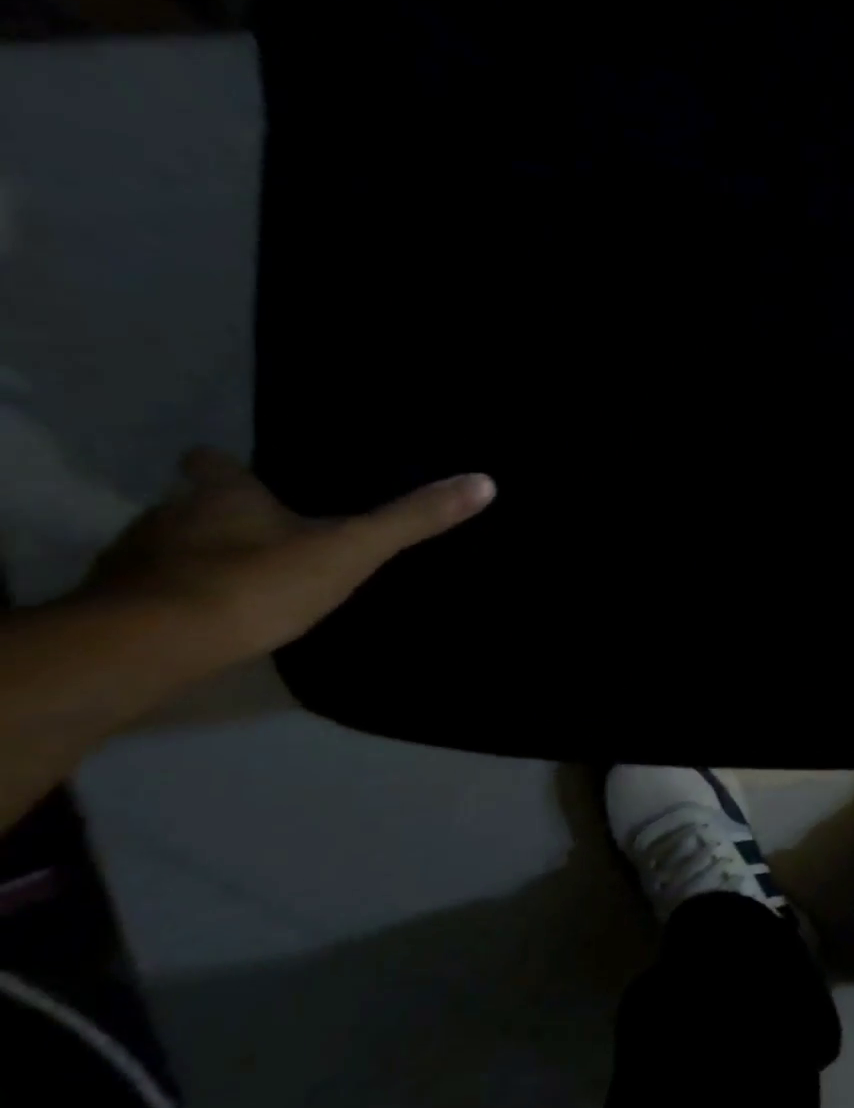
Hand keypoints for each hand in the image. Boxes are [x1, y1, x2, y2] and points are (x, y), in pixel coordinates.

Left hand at [84, 449, 494, 667]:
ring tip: (239, 578)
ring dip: (197, 556)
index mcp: (223, 495)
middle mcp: (170, 514)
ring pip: (169, 546)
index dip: (226, 467)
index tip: (241, 472)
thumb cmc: (258, 582)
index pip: (213, 463)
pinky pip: (150, 589)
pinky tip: (204, 617)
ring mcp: (135, 559)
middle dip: (221, 515)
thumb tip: (484, 481)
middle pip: (191, 504)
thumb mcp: (352, 549)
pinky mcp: (115, 604)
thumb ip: (413, 519)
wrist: (151, 644)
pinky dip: (177, 596)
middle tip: (262, 532)